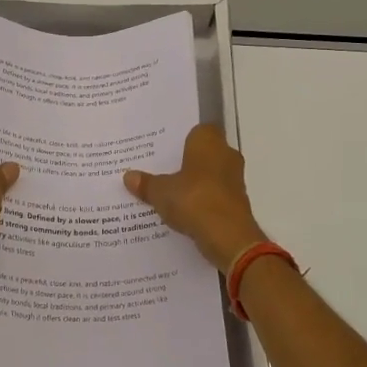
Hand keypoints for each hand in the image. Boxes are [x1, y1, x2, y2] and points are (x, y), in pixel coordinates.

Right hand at [124, 125, 267, 270]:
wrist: (228, 236)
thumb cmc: (194, 199)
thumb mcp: (161, 192)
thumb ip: (146, 183)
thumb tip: (129, 177)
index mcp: (209, 142)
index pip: (199, 130)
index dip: (183, 138)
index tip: (165, 148)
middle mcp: (226, 155)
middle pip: (205, 153)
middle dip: (187, 162)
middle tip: (161, 170)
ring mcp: (235, 180)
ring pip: (211, 175)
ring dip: (196, 183)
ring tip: (169, 192)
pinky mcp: (238, 203)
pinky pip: (215, 196)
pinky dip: (203, 201)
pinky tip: (184, 211)